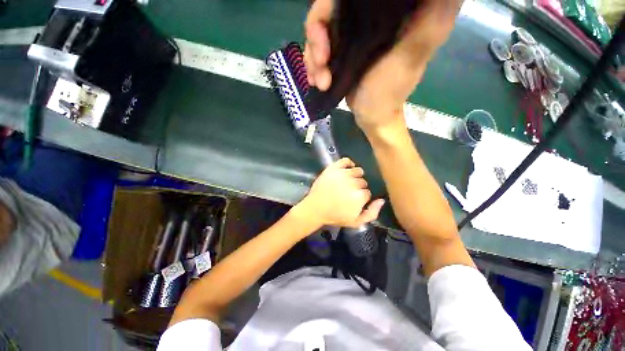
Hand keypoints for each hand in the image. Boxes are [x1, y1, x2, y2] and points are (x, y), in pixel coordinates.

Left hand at [297, 158, 384, 227]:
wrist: (315, 208)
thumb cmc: (335, 216)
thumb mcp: (356, 221)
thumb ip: (372, 213)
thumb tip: (382, 200)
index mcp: (360, 196)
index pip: (368, 192)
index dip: (362, 197)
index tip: (354, 200)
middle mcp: (353, 183)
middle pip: (363, 182)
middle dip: (358, 187)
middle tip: (348, 193)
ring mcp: (343, 174)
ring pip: (357, 171)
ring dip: (355, 176)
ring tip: (347, 182)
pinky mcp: (333, 168)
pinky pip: (346, 160)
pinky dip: (349, 163)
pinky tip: (347, 169)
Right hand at [304, 0, 461, 132]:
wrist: (371, 117)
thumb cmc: (390, 91)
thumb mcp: (412, 55)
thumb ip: (430, 19)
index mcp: (389, 11)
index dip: (333, 4)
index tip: (328, 31)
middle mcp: (367, 17)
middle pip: (329, 8)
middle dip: (317, 36)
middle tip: (321, 63)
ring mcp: (350, 35)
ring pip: (318, 31)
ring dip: (313, 58)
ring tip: (321, 81)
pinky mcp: (339, 52)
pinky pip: (316, 50)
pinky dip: (313, 66)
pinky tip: (317, 82)